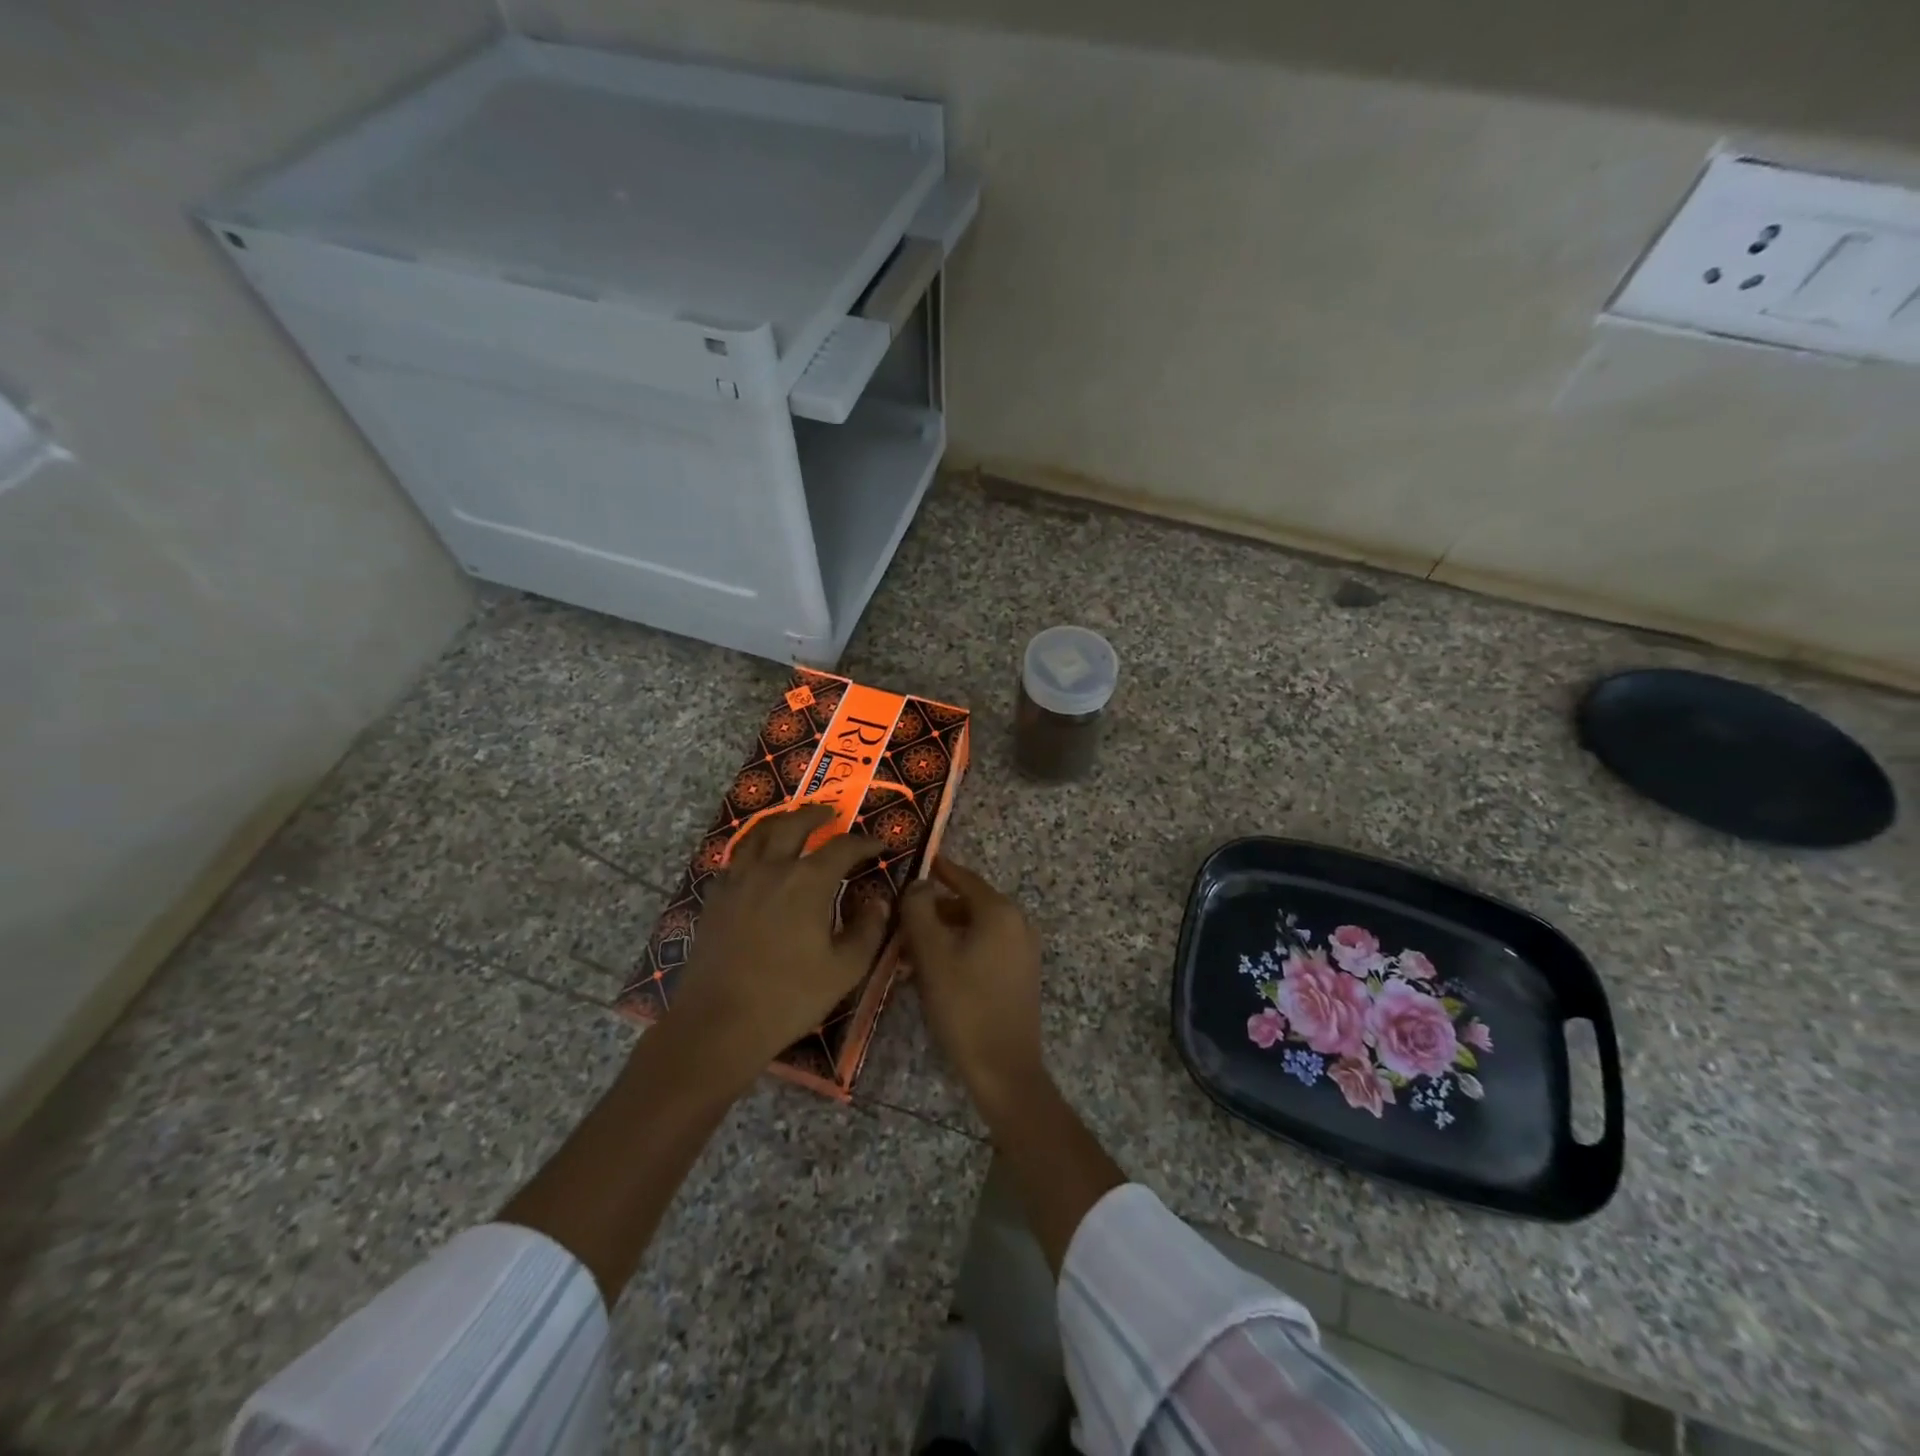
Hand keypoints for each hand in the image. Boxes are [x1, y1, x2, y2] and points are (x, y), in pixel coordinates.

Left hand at [664, 804, 886, 1083]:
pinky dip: (752, 851)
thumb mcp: (845, 969)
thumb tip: (880, 902)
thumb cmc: (789, 997)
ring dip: (780, 822)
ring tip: (791, 823)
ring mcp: (738, 881)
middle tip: (830, 814)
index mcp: (808, 881)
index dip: (864, 842)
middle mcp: (772, 869)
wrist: (718, 1023)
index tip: (879, 844)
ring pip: (759, 835)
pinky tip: (757, 863)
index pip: (842, 847)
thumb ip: (868, 930)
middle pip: (794, 825)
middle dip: (816, 815)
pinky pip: (735, 860)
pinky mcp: (714, 899)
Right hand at [898, 857, 1046, 1116]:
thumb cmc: (964, 1006)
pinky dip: (960, 949)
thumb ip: (919, 911)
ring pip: (975, 928)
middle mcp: (1018, 922)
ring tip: (911, 951)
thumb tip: (918, 883)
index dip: (938, 870)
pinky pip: (986, 948)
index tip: (916, 864)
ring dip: (944, 933)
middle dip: (934, 910)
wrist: (1004, 1069)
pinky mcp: (1021, 974)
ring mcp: (1024, 950)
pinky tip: (935, 972)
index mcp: (1000, 911)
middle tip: (902, 920)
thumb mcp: (931, 955)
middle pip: (969, 903)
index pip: (963, 878)